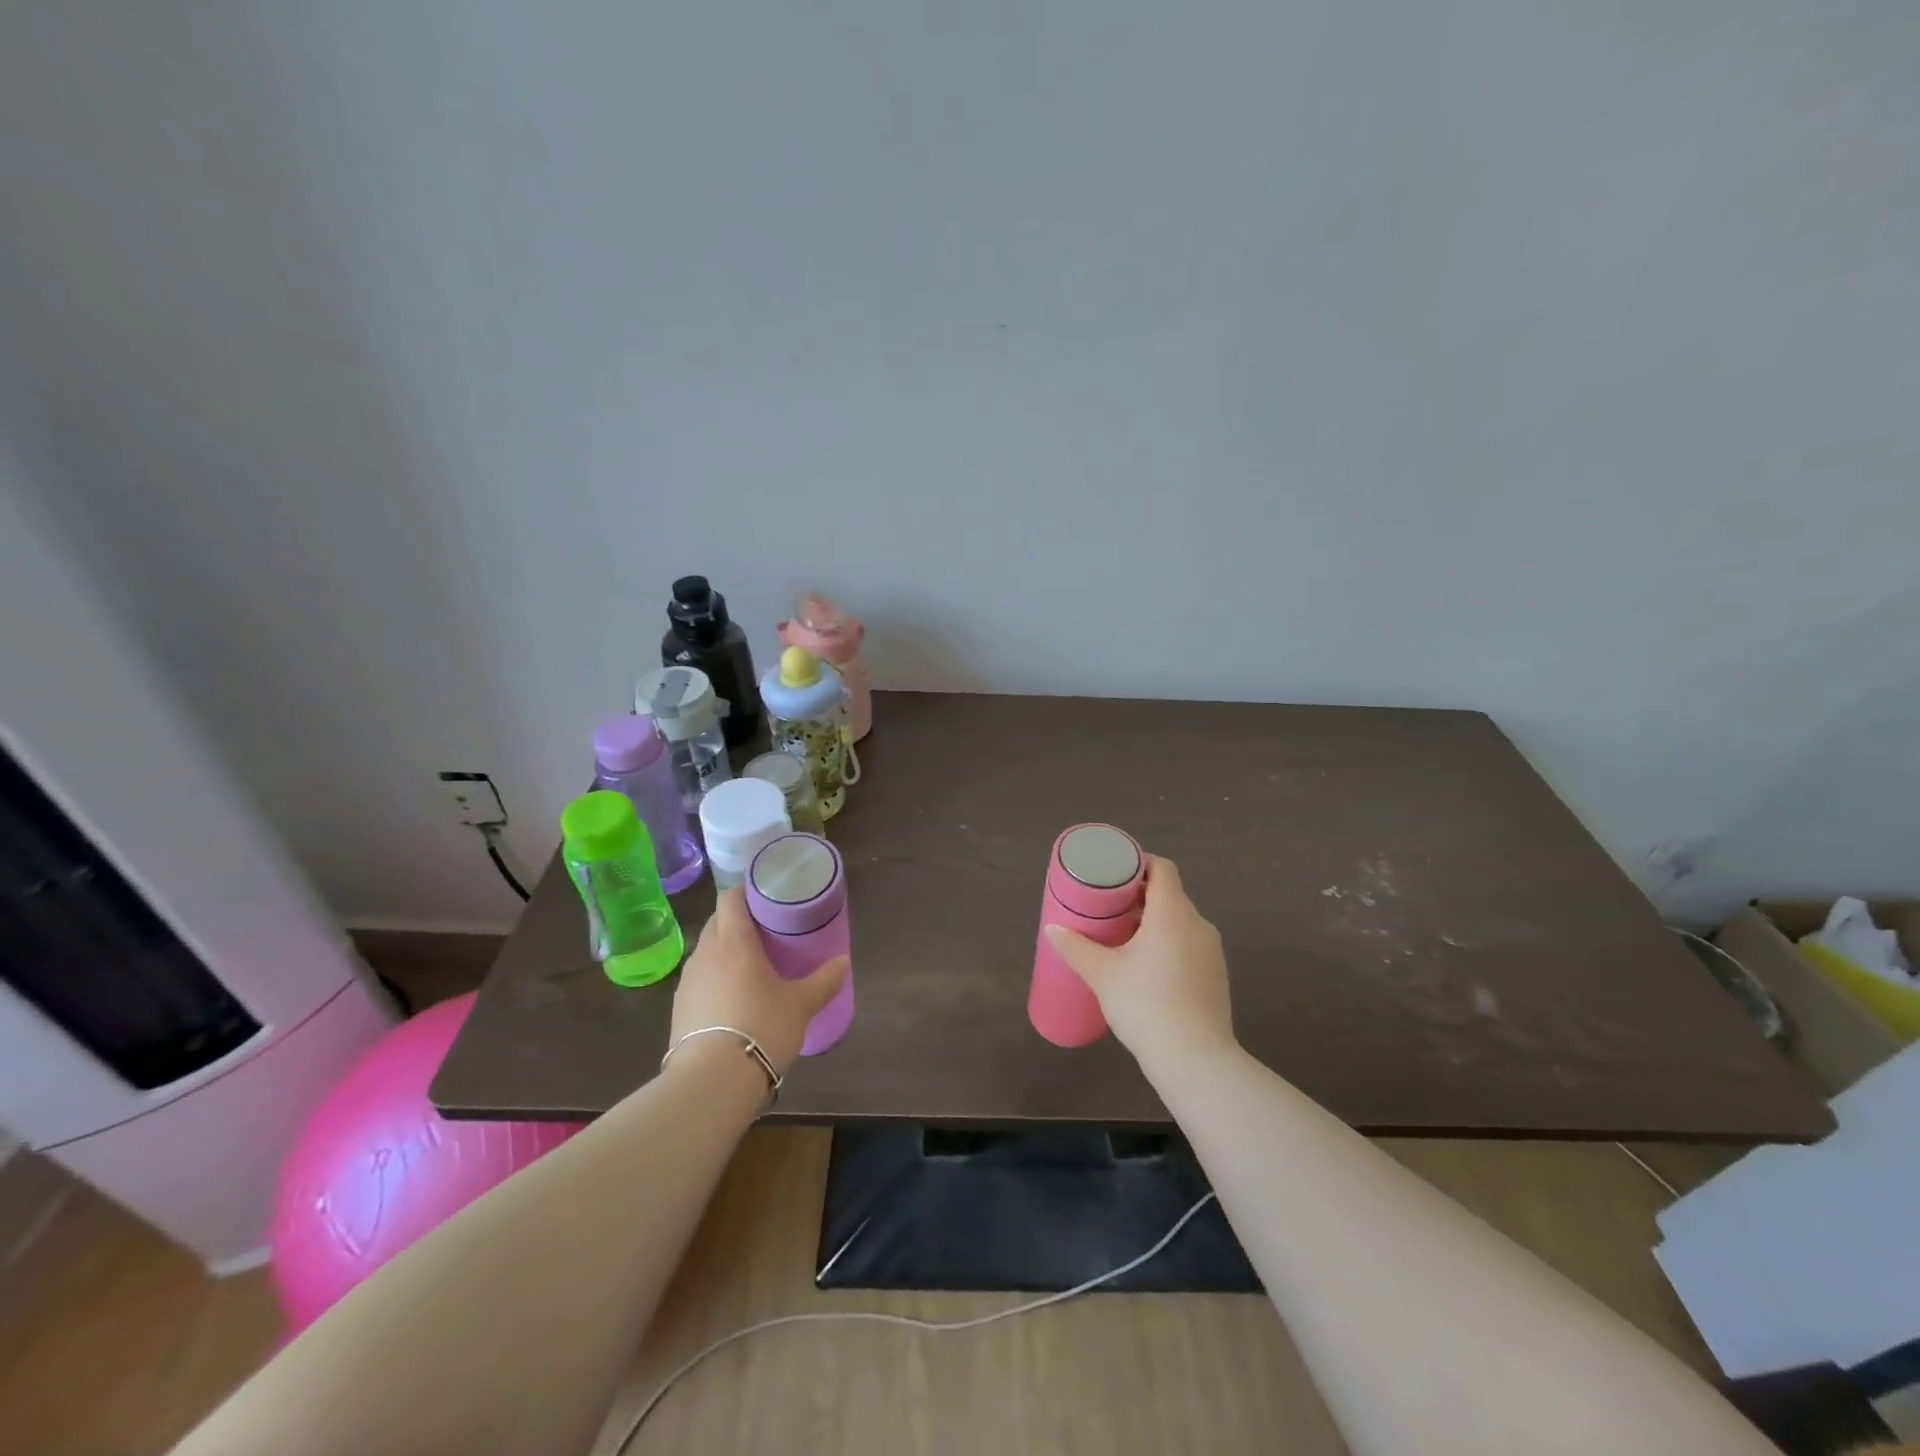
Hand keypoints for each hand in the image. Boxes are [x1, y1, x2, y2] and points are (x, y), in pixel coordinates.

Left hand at [669, 888, 848, 1075]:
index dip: (746, 893)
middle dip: (738, 921)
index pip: (730, 899)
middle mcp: (705, 953)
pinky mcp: (678, 1008)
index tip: (767, 898)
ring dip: (724, 951)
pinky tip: (731, 998)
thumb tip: (843, 961)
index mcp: (734, 941)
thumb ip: (824, 980)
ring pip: (706, 951)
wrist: (712, 1082)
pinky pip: (699, 979)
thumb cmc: (761, 1028)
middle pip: (717, 922)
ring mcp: (687, 981)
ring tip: (750, 966)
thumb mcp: (801, 1004)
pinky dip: (714, 978)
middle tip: (766, 932)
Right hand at [1043, 855, 1233, 1074]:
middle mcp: (1198, 924)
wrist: (1196, 1060)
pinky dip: (1168, 944)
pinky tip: (1146, 968)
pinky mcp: (1216, 976)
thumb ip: (1075, 947)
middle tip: (1108, 906)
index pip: (1163, 868)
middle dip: (1139, 896)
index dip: (1139, 863)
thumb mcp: (1102, 974)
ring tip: (1122, 938)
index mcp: (1172, 913)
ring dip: (1154, 922)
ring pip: (1180, 922)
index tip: (1114, 873)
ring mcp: (1212, 951)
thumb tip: (1052, 928)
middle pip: (1169, 895)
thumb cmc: (1146, 1005)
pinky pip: (1189, 945)